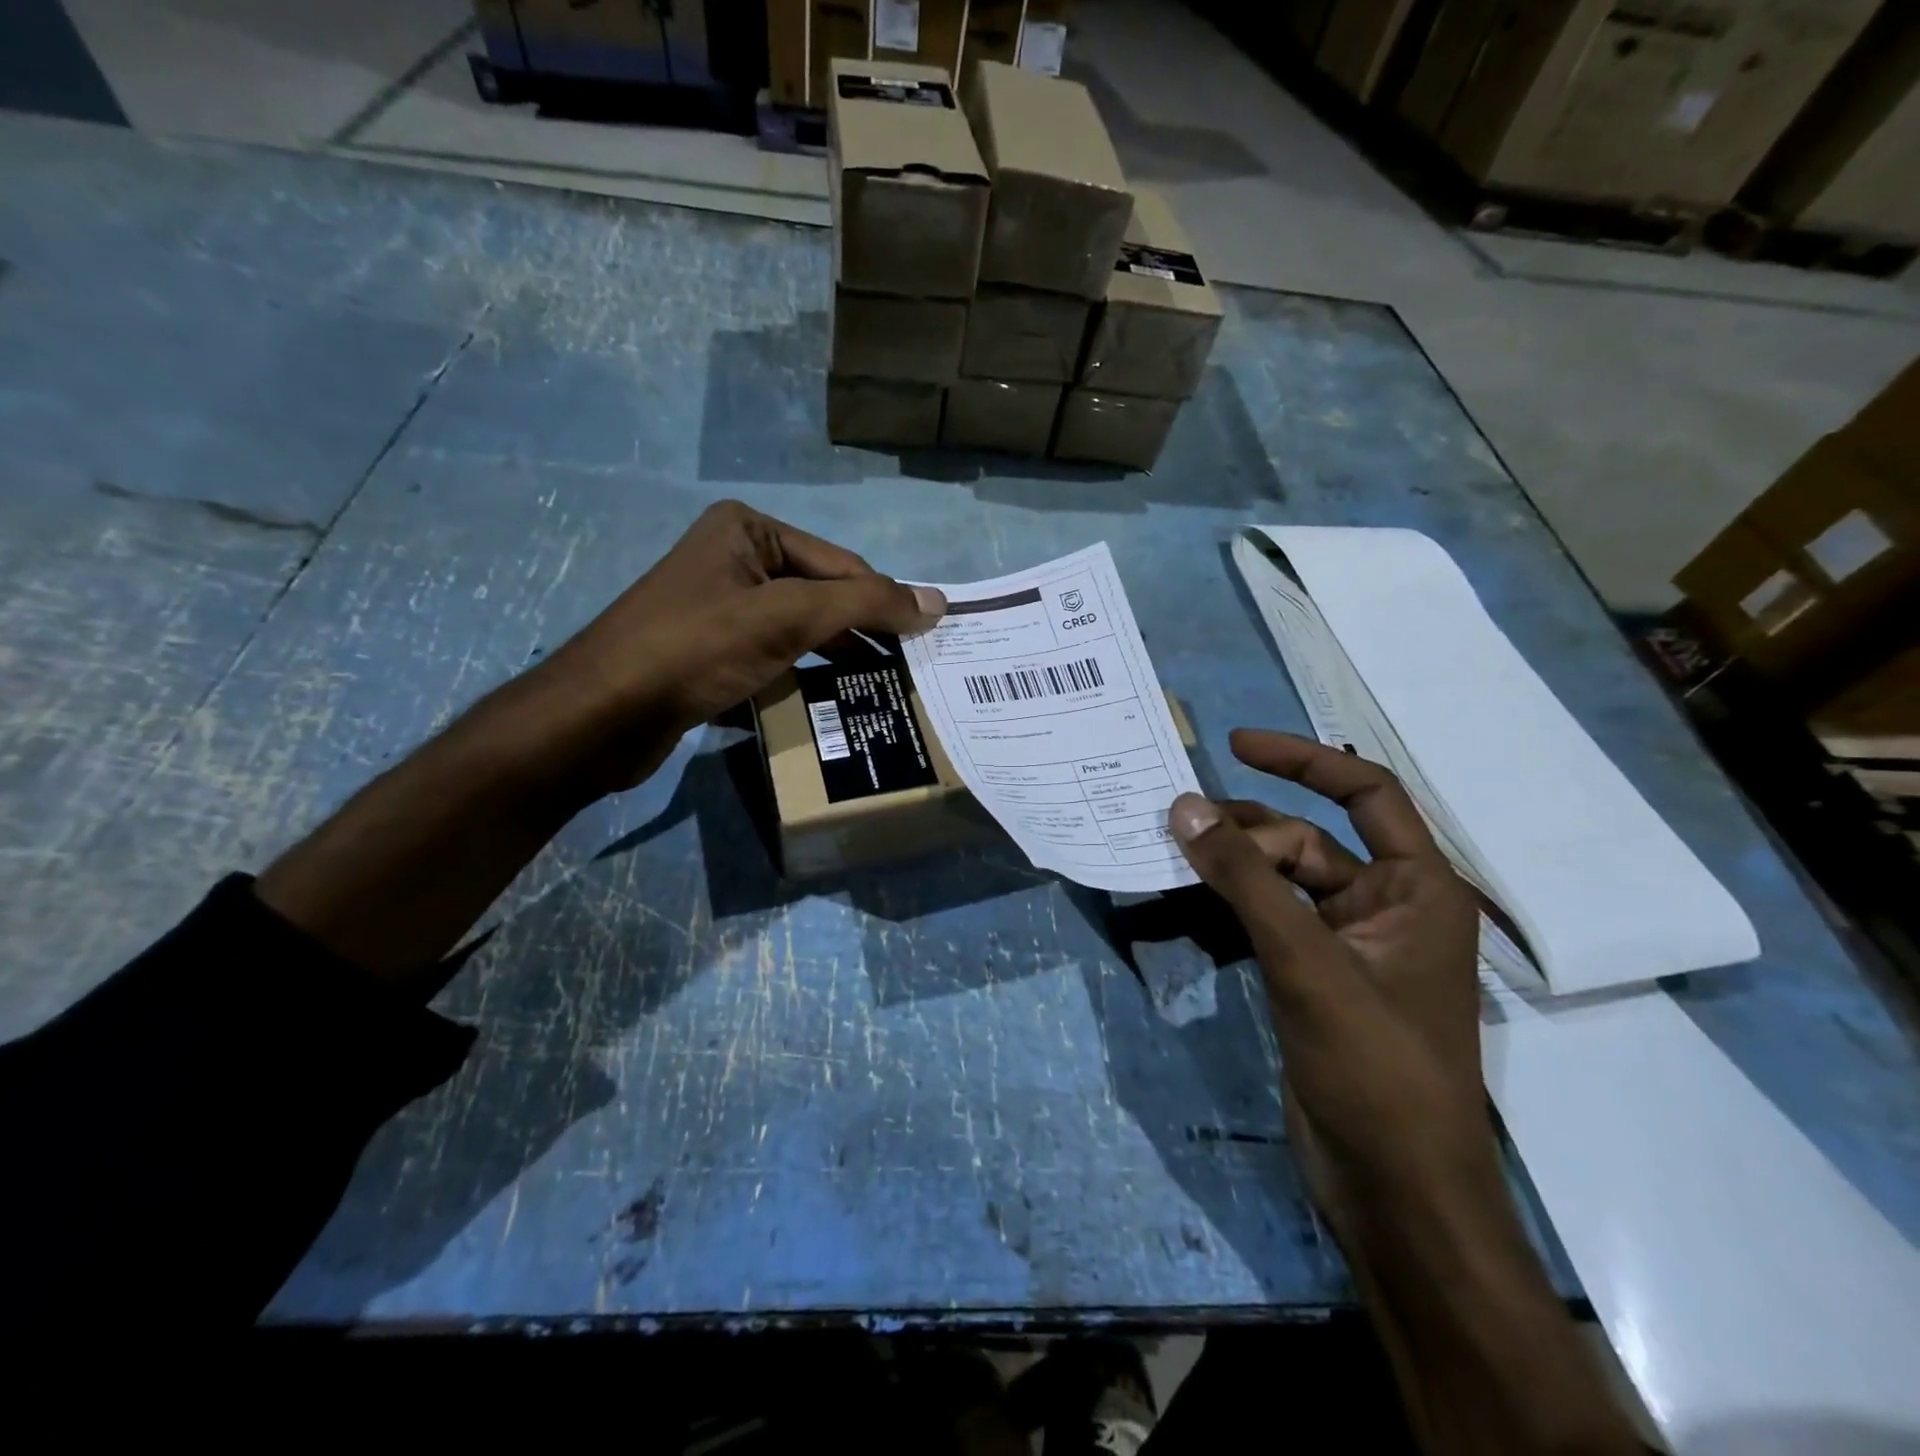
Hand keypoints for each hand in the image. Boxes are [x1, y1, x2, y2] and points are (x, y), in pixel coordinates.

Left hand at [526, 500, 944, 794]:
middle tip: (909, 673)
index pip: (841, 565)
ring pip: (799, 630)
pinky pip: (774, 657)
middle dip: (862, 634)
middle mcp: (735, 560)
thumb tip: (938, 603)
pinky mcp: (710, 652)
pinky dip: (803, 677)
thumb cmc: (697, 648)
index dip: (885, 603)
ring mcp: (721, 608)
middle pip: (822, 596)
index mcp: (750, 531)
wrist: (602, 715)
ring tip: (882, 690)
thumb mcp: (788, 617)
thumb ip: (865, 606)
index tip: (928, 644)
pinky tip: (831, 702)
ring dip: (837, 659)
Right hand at [1168, 738, 1644, 1455]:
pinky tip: (1183, 908)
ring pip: (1278, 882)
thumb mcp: (1307, 963)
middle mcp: (1384, 906)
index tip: (1234, 743)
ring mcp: (1345, 945)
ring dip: (1228, 870)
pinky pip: (1264, 921)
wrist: (1395, 1193)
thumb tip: (1183, 806)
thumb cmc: (1375, 1069)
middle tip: (1175, 831)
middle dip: (1244, 833)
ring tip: (1169, 859)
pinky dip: (1226, 910)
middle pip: (1305, 840)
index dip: (1302, 759)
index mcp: (1416, 889)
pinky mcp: (1312, 978)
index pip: (1365, 793)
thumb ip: (1245, 881)